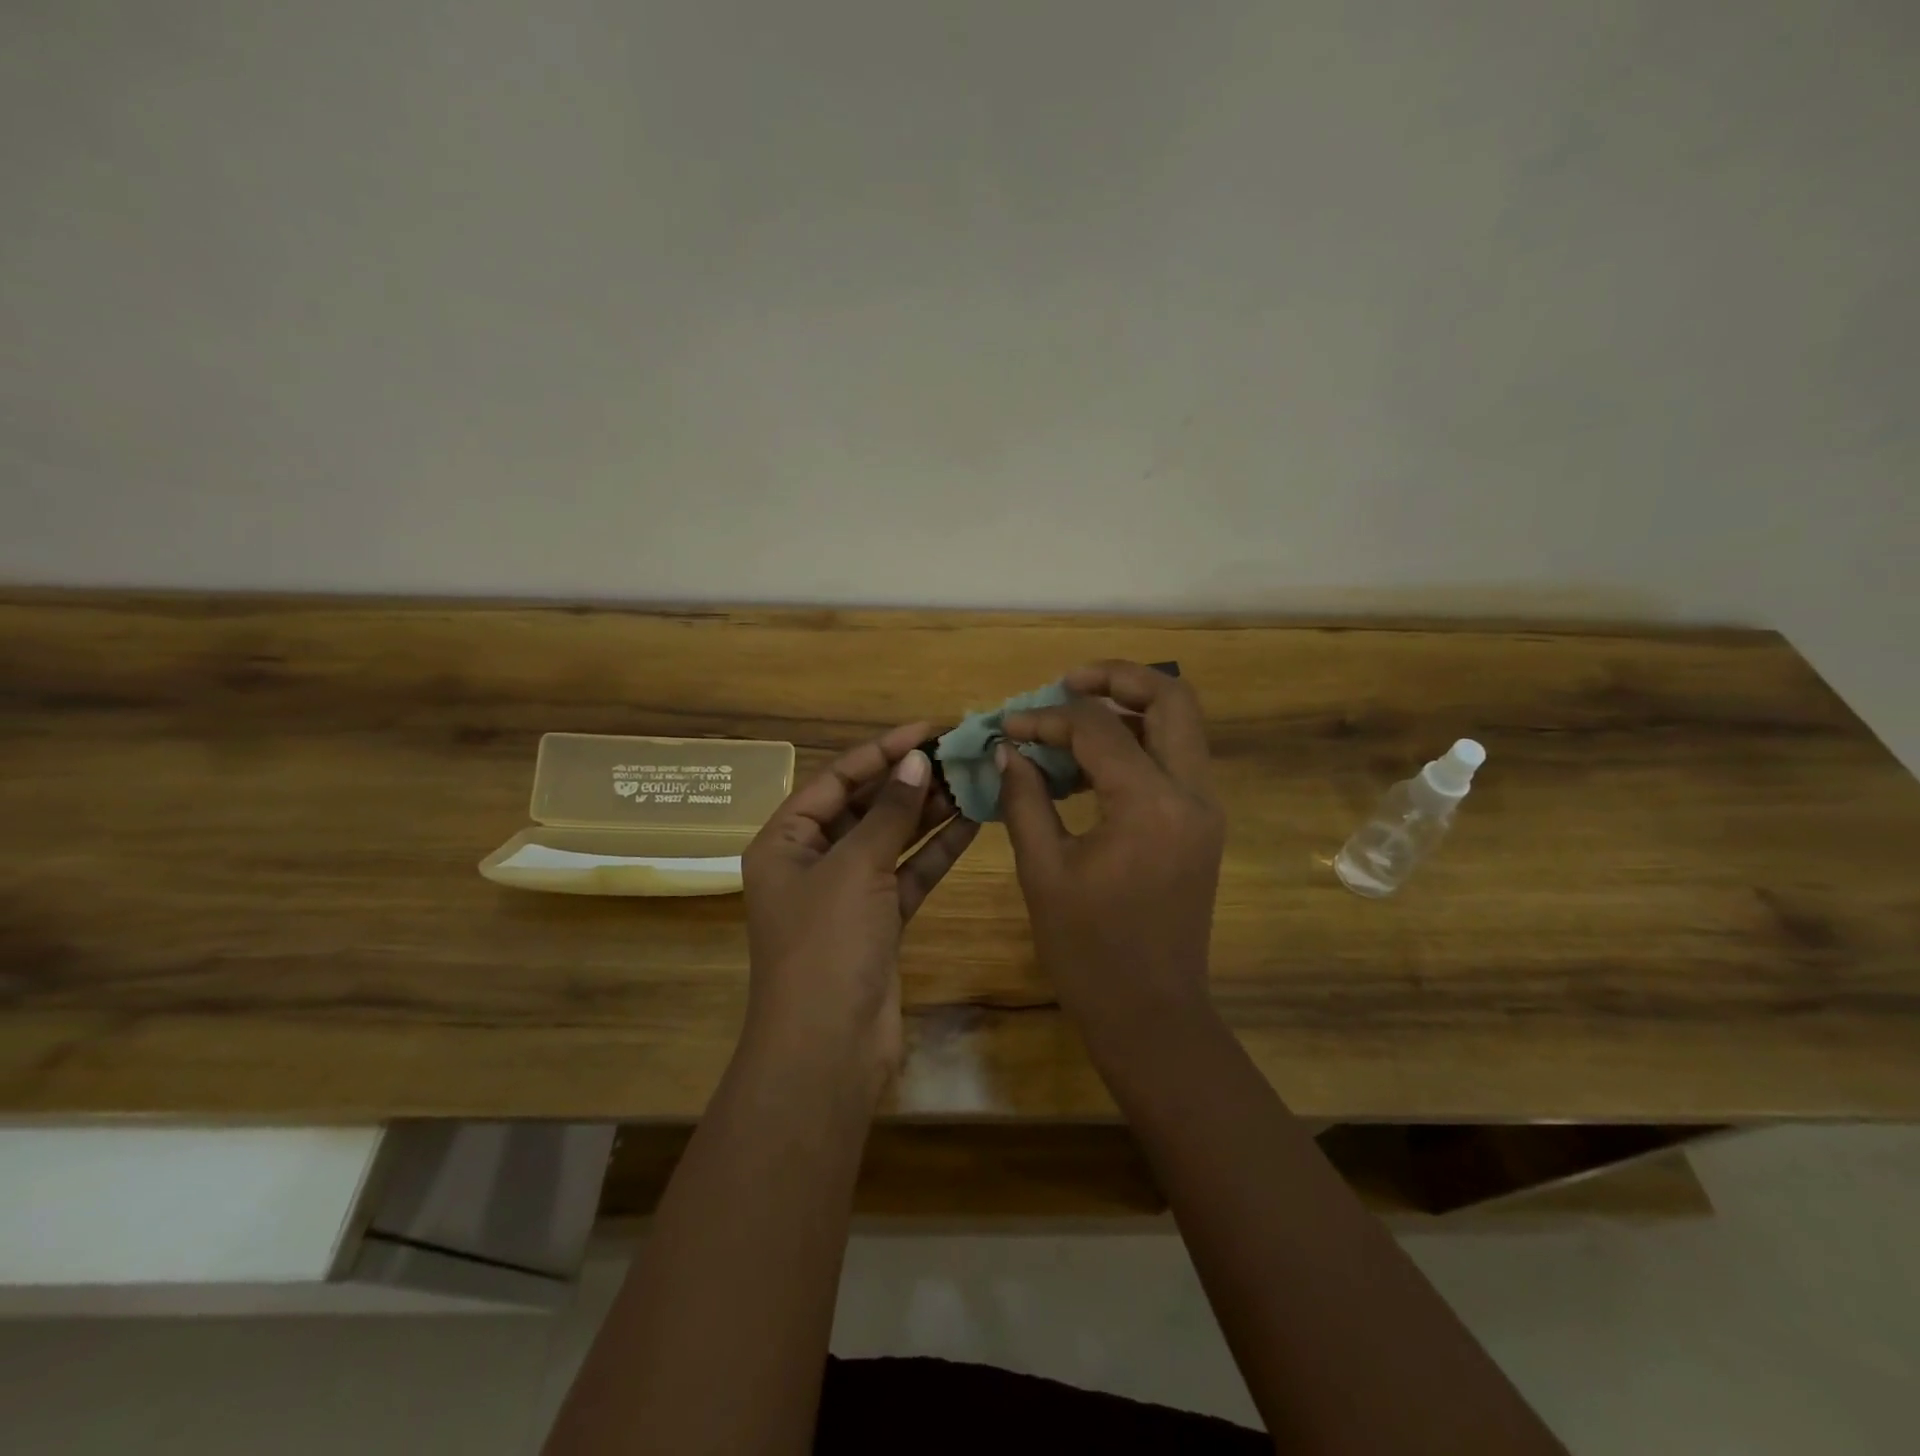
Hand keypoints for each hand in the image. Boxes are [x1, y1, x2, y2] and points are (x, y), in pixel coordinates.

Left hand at [742, 723, 977, 1080]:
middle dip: (909, 780)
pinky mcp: (878, 922)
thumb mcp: (855, 868)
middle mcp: (812, 861)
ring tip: (971, 780)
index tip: (930, 729)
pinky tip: (972, 823)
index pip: (837, 779)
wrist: (827, 1049)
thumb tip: (917, 761)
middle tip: (958, 754)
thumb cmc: (826, 945)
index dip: (882, 750)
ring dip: (928, 812)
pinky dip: (935, 850)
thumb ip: (890, 812)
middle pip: (865, 807)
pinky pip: (908, 873)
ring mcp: (847, 894)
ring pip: (891, 840)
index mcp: (785, 841)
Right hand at [998, 661, 1224, 1036]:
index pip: (1098, 728)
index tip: (1009, 725)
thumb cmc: (1089, 952)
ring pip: (1180, 724)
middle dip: (1117, 678)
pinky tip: (1090, 766)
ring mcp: (1205, 808)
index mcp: (1149, 804)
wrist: (1152, 1014)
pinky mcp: (1202, 824)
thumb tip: (1008, 749)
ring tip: (1073, 721)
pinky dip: (1139, 744)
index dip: (1047, 718)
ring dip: (1131, 708)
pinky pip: (1176, 760)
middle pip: (1171, 698)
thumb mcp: (1044, 870)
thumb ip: (1025, 798)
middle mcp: (1192, 793)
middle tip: (1066, 684)